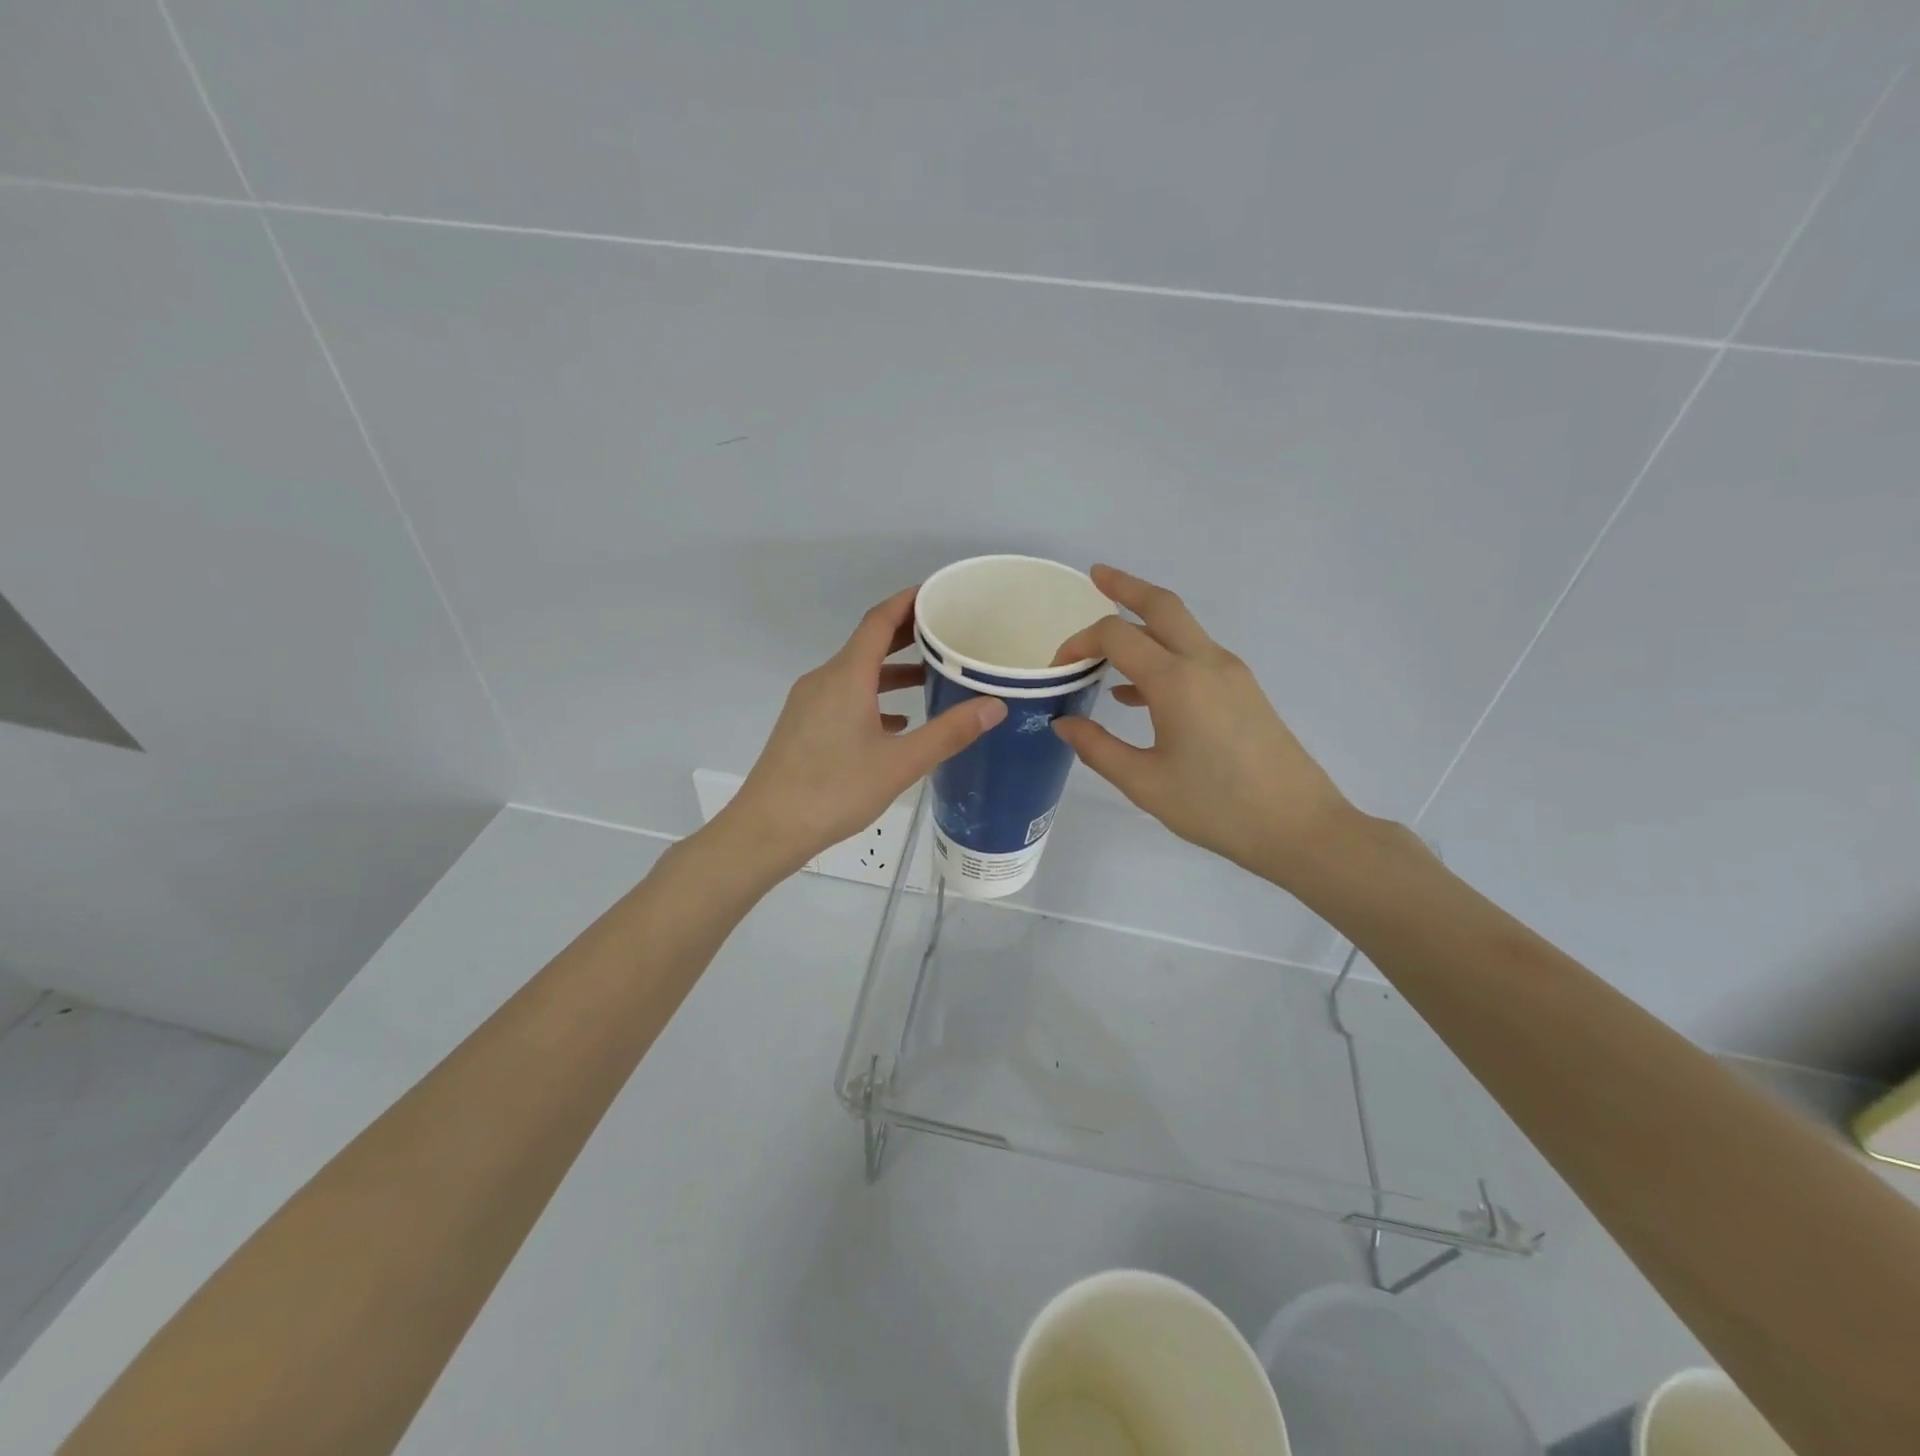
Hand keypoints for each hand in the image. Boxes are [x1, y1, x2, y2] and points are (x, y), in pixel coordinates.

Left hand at [726, 586, 1006, 874]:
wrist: (768, 828)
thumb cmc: (835, 791)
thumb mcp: (900, 764)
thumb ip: (948, 732)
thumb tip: (994, 705)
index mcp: (846, 677)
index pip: (879, 620)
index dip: (909, 601)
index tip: (939, 593)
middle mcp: (824, 679)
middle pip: (868, 643)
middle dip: (906, 634)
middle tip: (947, 632)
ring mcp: (809, 702)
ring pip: (856, 673)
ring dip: (892, 670)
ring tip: (931, 677)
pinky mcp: (803, 725)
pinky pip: (844, 696)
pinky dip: (874, 697)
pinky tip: (898, 721)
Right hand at [1051, 565, 1353, 883]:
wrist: (1298, 826)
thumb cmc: (1216, 807)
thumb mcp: (1144, 783)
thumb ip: (1097, 748)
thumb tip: (1063, 723)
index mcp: (1176, 681)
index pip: (1117, 636)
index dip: (1080, 643)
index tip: (1058, 668)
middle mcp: (1205, 662)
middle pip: (1161, 605)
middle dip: (1125, 587)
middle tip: (1095, 576)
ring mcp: (1230, 673)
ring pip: (1182, 627)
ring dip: (1144, 622)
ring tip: (1107, 643)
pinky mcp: (1243, 689)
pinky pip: (1195, 654)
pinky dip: (1163, 654)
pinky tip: (1137, 693)